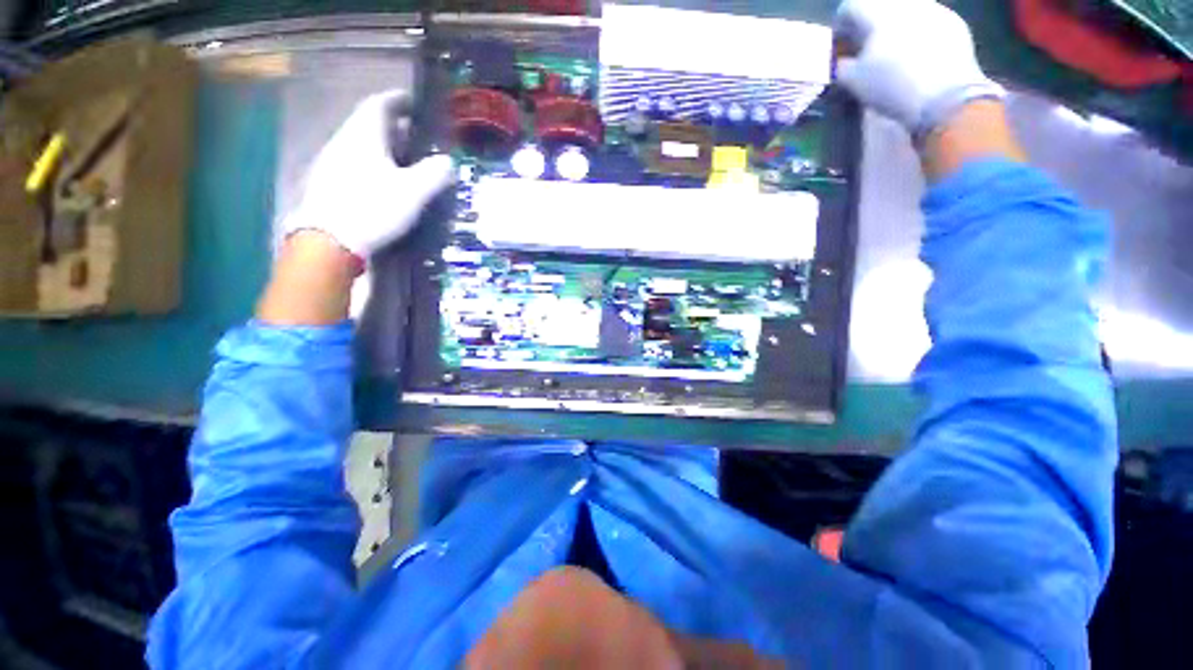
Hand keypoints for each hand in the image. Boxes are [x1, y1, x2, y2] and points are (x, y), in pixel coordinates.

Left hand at [283, 91, 455, 258]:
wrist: (329, 240)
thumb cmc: (373, 208)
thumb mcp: (413, 192)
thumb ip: (434, 174)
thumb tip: (448, 161)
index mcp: (364, 137)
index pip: (379, 105)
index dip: (397, 100)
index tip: (413, 102)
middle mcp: (344, 143)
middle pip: (369, 125)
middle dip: (394, 128)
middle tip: (417, 139)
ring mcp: (332, 163)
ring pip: (361, 146)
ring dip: (383, 148)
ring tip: (405, 162)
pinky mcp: (328, 184)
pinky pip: (354, 164)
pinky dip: (372, 165)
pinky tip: (384, 183)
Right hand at [834, 0, 1004, 140]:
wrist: (946, 98)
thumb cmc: (892, 87)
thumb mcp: (855, 82)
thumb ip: (841, 66)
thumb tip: (839, 61)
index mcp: (878, 13)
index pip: (850, 6)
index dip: (841, 26)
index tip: (839, 47)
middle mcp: (907, 3)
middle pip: (880, 6)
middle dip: (869, 25)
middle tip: (864, 50)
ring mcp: (935, 10)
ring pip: (906, 11)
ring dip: (894, 28)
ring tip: (891, 54)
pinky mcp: (955, 23)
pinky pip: (929, 21)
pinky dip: (918, 34)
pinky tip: (916, 58)